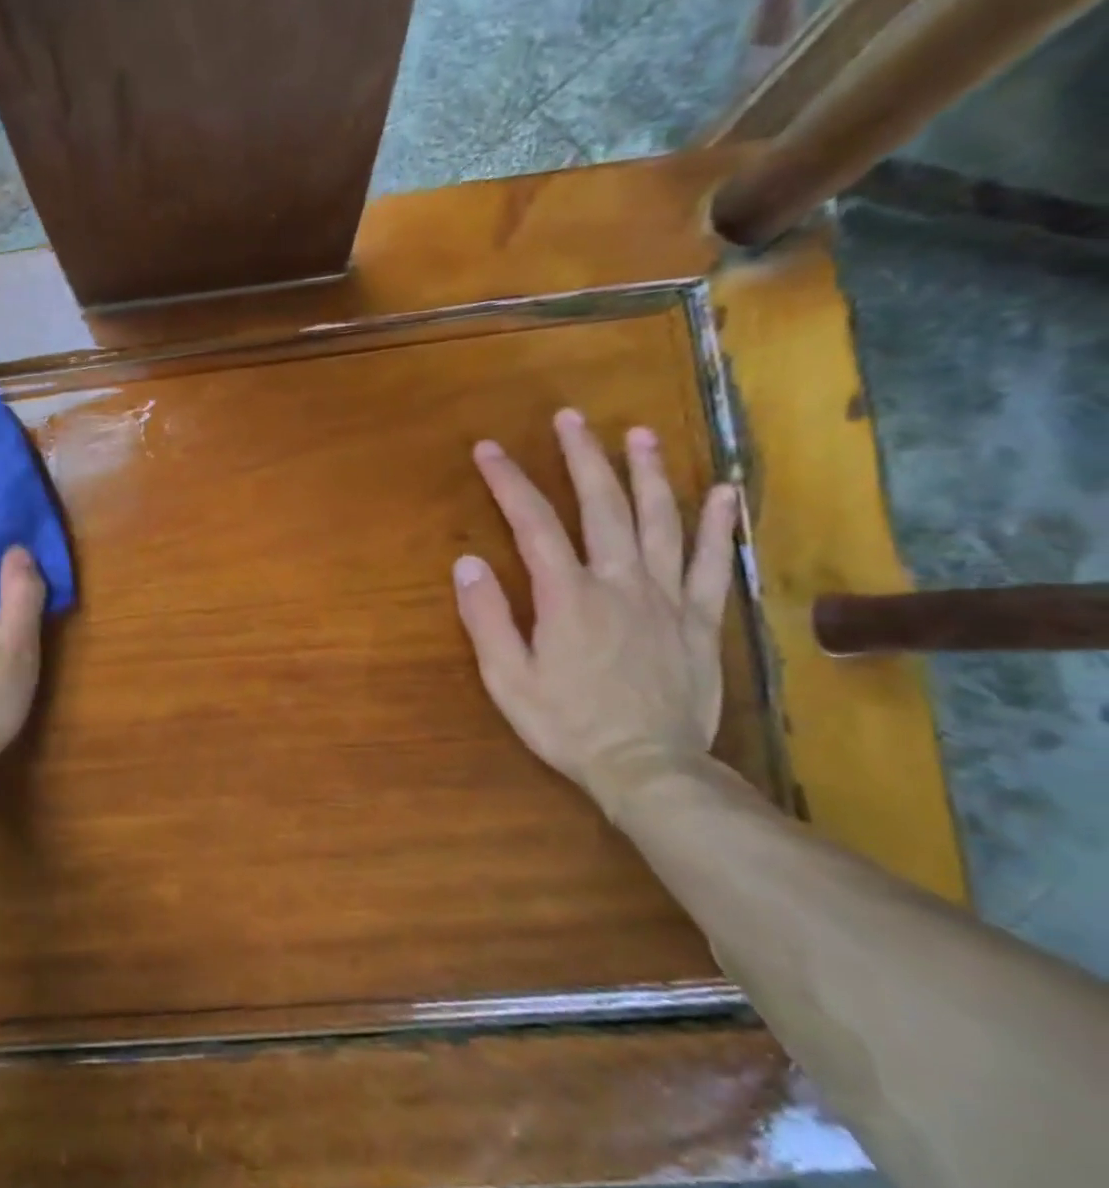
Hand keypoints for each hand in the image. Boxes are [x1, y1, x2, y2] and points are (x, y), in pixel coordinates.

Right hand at [452, 408, 738, 820]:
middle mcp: (618, 582)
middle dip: (582, 457)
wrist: (647, 769)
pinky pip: (709, 563)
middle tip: (570, 418)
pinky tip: (721, 491)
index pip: (532, 522)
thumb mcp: (507, 677)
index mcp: (567, 594)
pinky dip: (716, 525)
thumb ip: (487, 617)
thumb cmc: (566, 724)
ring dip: (646, 473)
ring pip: (658, 521)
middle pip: (601, 505)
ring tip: (638, 433)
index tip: (488, 449)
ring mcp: (664, 597)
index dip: (508, 481)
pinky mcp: (698, 620)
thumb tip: (467, 561)